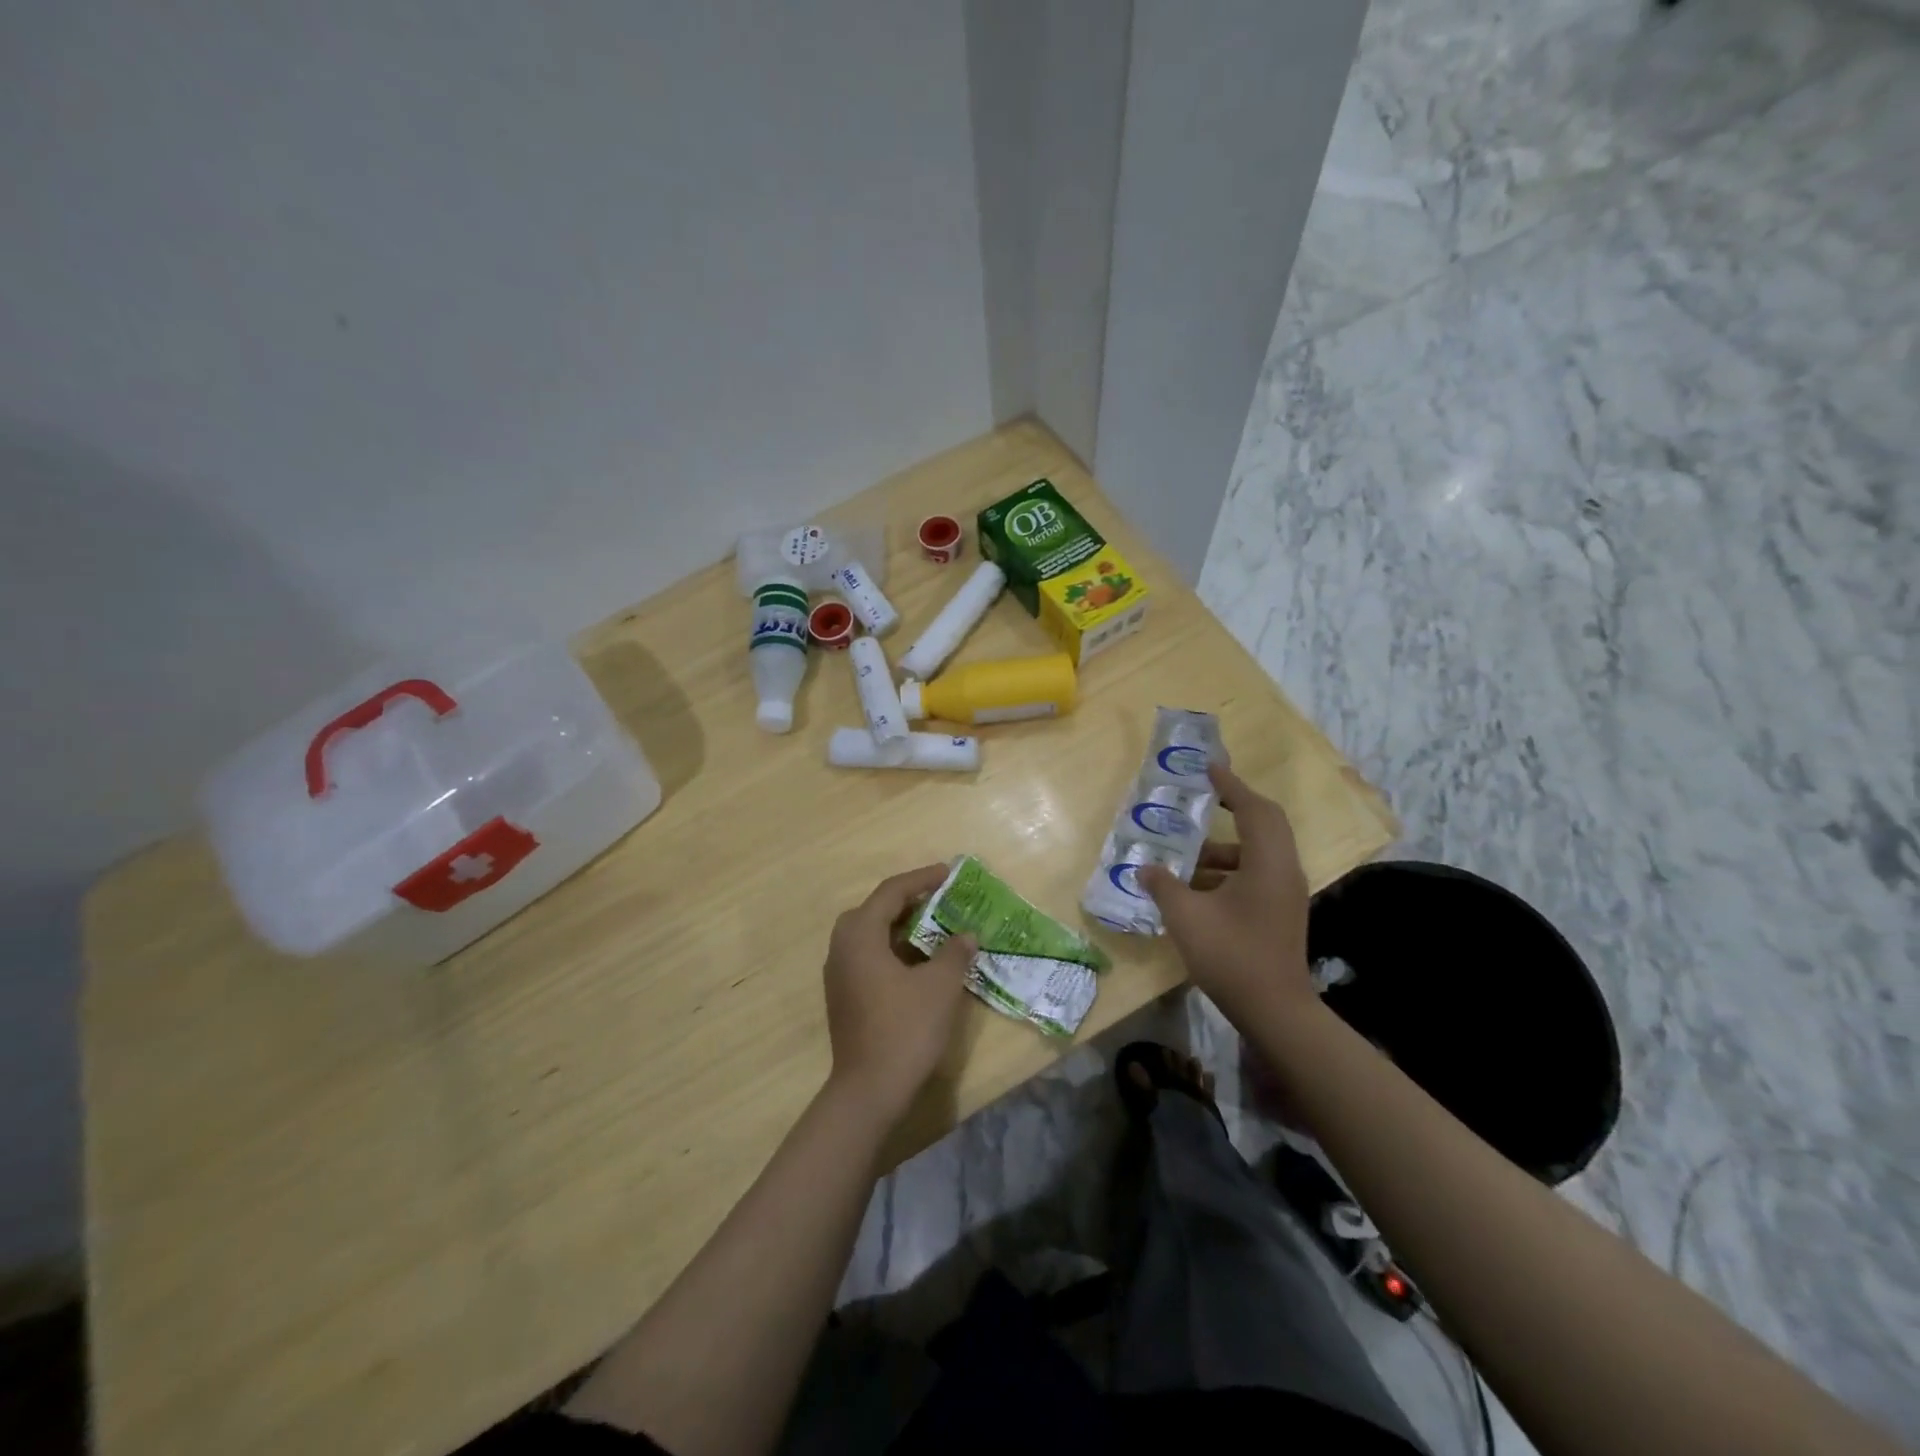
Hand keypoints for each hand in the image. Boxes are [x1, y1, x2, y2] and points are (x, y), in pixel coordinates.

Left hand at [822, 864, 975, 1122]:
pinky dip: (892, 948)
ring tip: (933, 927)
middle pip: (875, 909)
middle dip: (907, 900)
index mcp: (860, 935)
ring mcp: (838, 973)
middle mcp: (842, 947)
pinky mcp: (843, 995)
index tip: (947, 873)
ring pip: (869, 934)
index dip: (921, 879)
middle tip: (938, 899)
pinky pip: (867, 955)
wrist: (869, 1090)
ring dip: (900, 926)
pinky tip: (917, 962)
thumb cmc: (905, 1029)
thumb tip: (966, 935)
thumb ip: (955, 953)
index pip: (891, 892)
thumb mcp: (940, 986)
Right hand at [1138, 763, 1315, 1027]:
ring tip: (1186, 853)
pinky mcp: (1280, 912)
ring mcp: (1285, 893)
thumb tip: (1145, 867)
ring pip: (1258, 852)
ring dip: (1225, 847)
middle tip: (1203, 799)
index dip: (1230, 786)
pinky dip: (1228, 869)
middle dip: (1234, 807)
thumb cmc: (1231, 955)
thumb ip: (1164, 885)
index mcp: (1268, 863)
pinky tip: (1196, 886)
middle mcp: (1283, 870)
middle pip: (1264, 824)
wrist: (1275, 1010)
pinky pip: (1256, 874)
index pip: (1253, 809)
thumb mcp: (1187, 917)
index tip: (1208, 768)